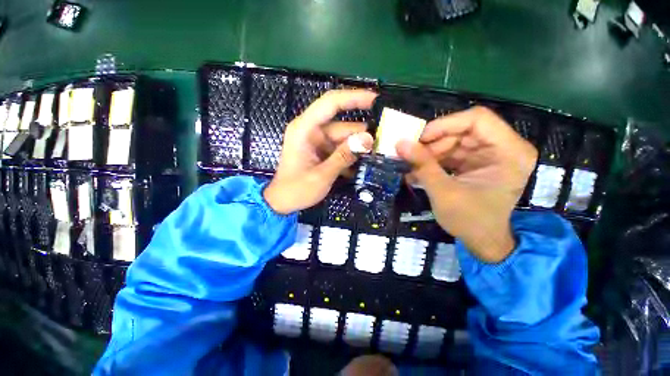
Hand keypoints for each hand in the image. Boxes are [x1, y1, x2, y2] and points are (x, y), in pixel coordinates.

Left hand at [264, 90, 375, 214]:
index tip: (376, 100)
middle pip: (341, 125)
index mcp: (304, 129)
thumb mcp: (322, 175)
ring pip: (343, 138)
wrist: (282, 202)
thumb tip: (368, 139)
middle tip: (384, 144)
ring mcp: (316, 141)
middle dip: (361, 134)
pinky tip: (361, 167)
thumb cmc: (296, 189)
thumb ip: (344, 156)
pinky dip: (349, 156)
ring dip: (357, 148)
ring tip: (376, 158)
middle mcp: (310, 130)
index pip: (330, 103)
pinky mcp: (320, 151)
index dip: (354, 97)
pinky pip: (339, 148)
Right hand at [396, 107, 537, 262]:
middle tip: (410, 156)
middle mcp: (503, 148)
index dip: (444, 125)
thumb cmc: (470, 221)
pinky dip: (433, 160)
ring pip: (453, 141)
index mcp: (509, 152)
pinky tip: (418, 171)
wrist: (481, 241)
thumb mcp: (443, 192)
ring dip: (429, 153)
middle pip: (462, 130)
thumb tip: (399, 143)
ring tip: (411, 166)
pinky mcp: (476, 162)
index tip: (418, 139)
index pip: (477, 119)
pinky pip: (451, 152)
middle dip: (433, 143)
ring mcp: (489, 155)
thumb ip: (422, 165)